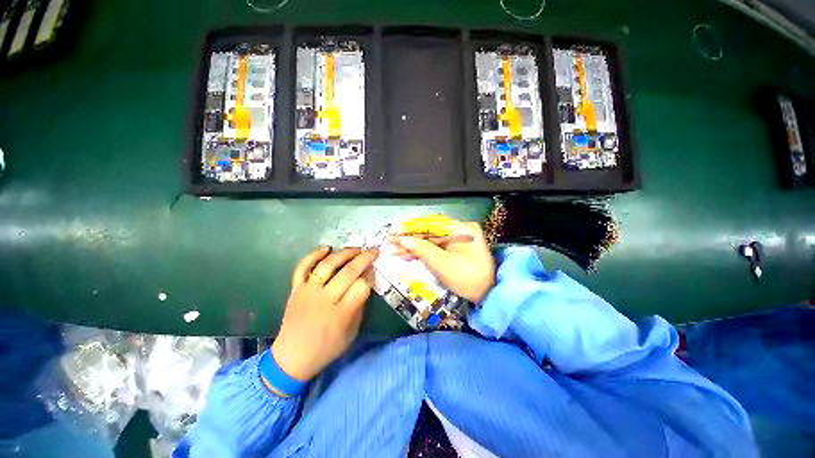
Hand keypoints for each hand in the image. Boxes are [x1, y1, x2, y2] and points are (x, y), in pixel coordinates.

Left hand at [272, 247, 377, 381]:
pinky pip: (303, 267)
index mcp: (340, 314)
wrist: (291, 358)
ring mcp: (308, 292)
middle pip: (348, 272)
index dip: (370, 277)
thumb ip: (360, 305)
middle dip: (364, 258)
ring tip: (356, 249)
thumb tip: (367, 281)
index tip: (374, 272)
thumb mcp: (351, 332)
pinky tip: (327, 248)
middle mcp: (324, 300)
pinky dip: (314, 255)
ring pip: (328, 265)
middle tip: (374, 251)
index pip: (361, 286)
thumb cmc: (327, 348)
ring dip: (344, 253)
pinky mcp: (295, 289)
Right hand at [391, 215, 495, 303]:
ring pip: (431, 239)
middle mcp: (460, 229)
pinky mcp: (456, 248)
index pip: (430, 223)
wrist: (488, 295)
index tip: (394, 232)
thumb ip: (422, 249)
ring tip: (396, 251)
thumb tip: (402, 239)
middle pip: (430, 231)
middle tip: (392, 243)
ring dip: (414, 245)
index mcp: (461, 229)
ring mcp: (458, 238)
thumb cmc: (467, 279)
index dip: (410, 228)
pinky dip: (423, 251)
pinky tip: (408, 255)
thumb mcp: (443, 264)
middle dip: (410, 238)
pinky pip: (436, 246)